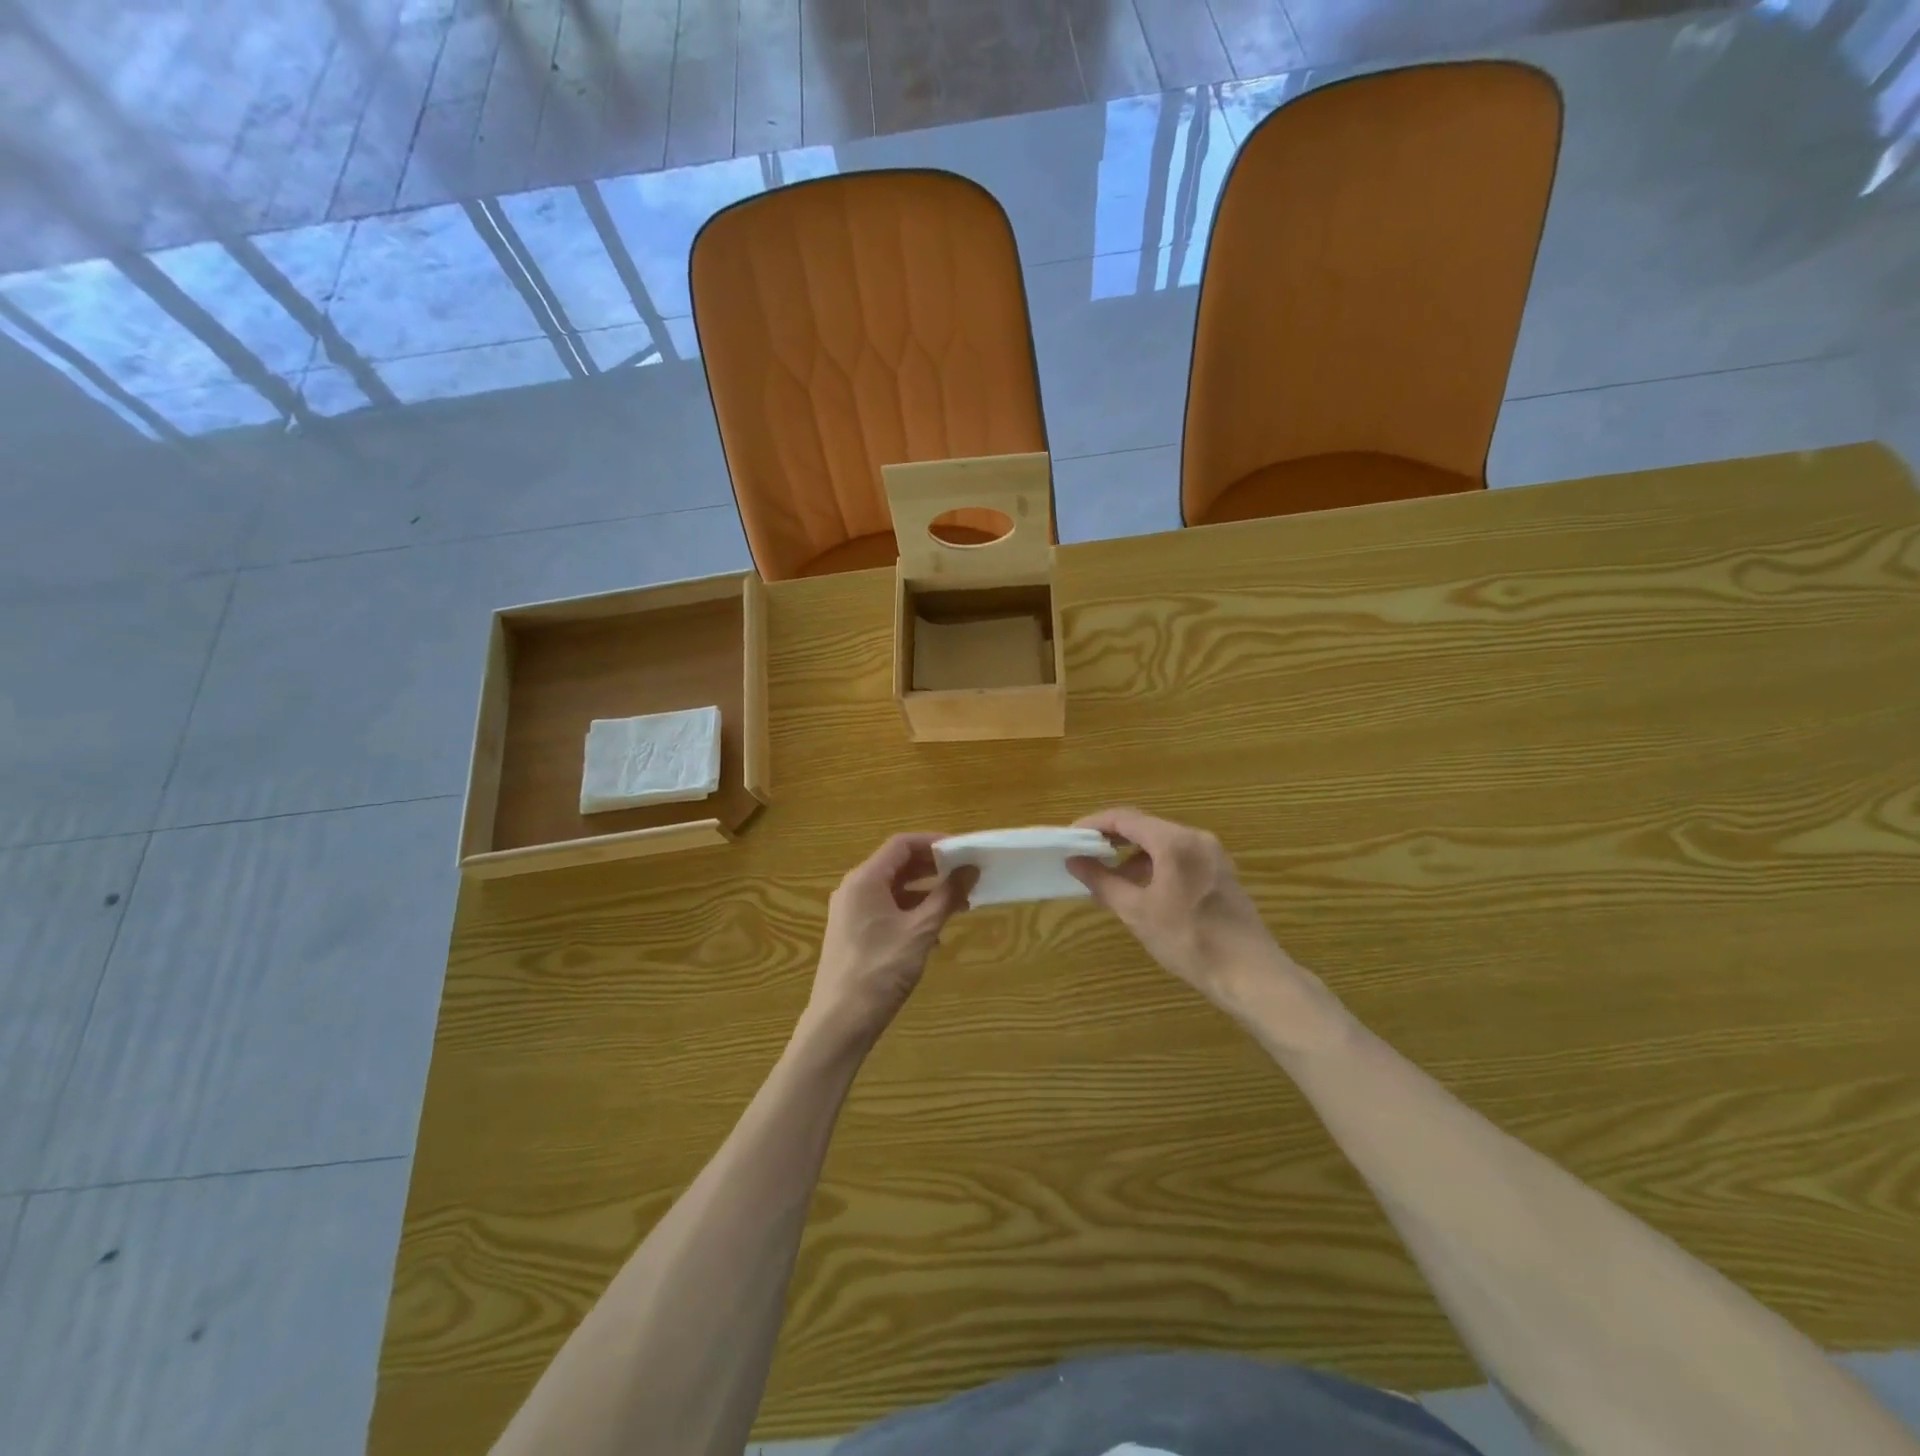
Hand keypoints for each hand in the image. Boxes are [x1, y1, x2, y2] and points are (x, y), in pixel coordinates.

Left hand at [803, 833, 975, 1053]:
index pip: (902, 845)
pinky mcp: (853, 933)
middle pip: (897, 864)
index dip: (934, 842)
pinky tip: (934, 932)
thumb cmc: (881, 971)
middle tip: (965, 875)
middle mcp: (854, 889)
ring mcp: (851, 912)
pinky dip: (911, 911)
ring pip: (893, 889)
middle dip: (933, 868)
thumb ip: (946, 896)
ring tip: (957, 904)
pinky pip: (886, 909)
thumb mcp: (920, 931)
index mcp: (865, 880)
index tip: (963, 850)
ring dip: (925, 892)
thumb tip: (970, 869)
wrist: (839, 1023)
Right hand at [1066, 808, 1291, 1009]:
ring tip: (1110, 879)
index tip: (1070, 837)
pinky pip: (1180, 855)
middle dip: (1112, 839)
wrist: (1249, 973)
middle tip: (1085, 855)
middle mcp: (1195, 838)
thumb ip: (1102, 881)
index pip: (1124, 818)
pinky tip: (1143, 889)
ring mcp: (1212, 853)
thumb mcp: (1137, 912)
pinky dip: (1155, 864)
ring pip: (1163, 841)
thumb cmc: (1189, 940)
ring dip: (1133, 854)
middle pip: (1145, 826)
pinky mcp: (1221, 871)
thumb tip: (1074, 861)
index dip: (1093, 824)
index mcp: (1174, 842)